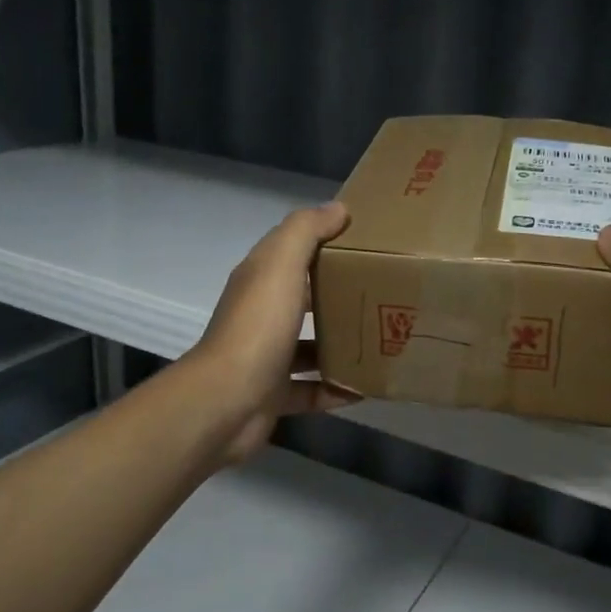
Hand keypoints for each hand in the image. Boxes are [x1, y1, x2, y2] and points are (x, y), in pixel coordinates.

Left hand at [185, 201, 357, 465]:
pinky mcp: (274, 394)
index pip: (293, 251)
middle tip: (384, 292)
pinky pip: (312, 389)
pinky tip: (364, 388)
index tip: (368, 241)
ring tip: (381, 340)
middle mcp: (261, 315)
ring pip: (310, 345)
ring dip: (341, 344)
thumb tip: (337, 208)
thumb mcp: (280, 265)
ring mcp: (266, 357)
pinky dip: (336, 389)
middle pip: (305, 298)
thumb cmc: (258, 327)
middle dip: (340, 295)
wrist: (226, 402)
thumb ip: (305, 231)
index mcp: (260, 280)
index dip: (325, 241)